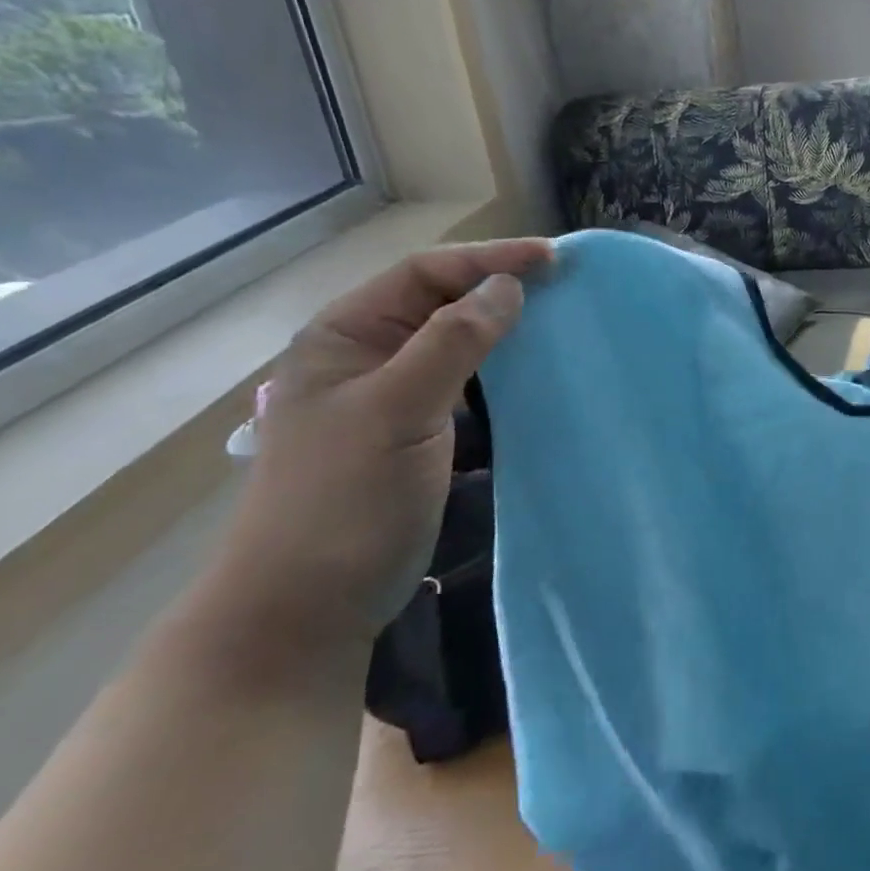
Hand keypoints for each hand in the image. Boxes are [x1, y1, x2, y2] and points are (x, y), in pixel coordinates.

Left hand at [198, 239, 551, 655]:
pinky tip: (533, 375)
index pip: (424, 273)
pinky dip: (501, 373)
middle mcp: (366, 356)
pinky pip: (465, 385)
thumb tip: (507, 286)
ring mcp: (391, 397)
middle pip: (441, 302)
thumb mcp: (398, 411)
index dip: (489, 259)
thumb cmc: (343, 501)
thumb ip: (452, 342)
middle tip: (563, 286)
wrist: (306, 610)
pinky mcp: (415, 434)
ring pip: (456, 343)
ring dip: (504, 330)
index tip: (553, 260)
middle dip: (499, 288)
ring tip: (556, 322)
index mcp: (345, 336)